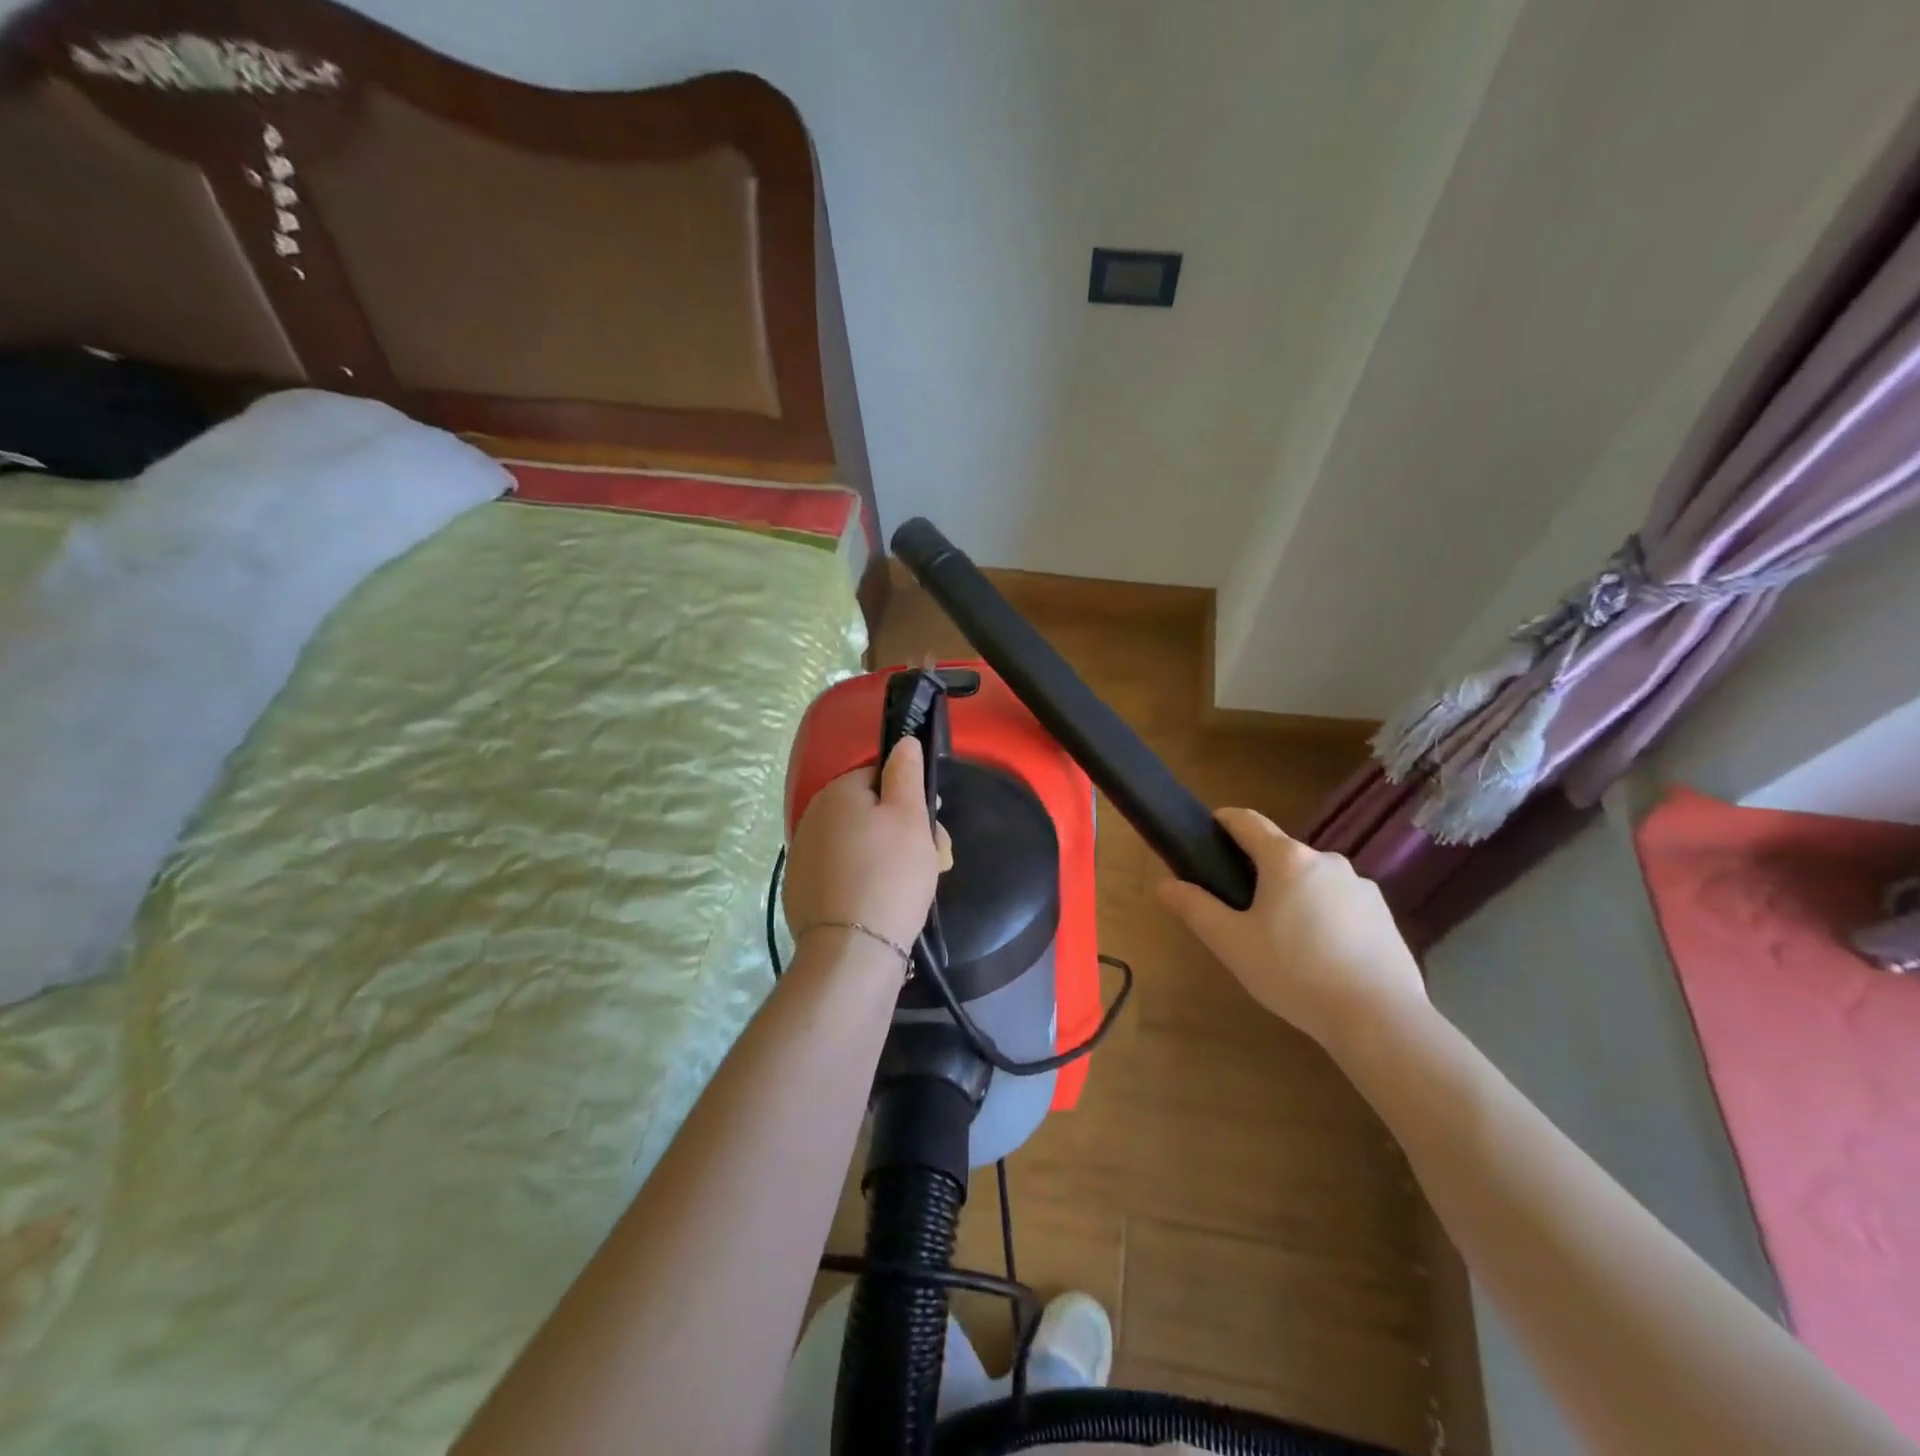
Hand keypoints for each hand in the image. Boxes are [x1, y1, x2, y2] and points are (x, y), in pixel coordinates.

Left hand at [783, 737, 944, 951]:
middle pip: (870, 812)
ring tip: (915, 887)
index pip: (880, 777)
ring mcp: (803, 856)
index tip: (932, 828)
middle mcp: (812, 816)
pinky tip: (883, 902)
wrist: (852, 950)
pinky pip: (843, 872)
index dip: (911, 799)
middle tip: (934, 861)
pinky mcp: (801, 890)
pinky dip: (864, 880)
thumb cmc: (891, 875)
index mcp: (837, 792)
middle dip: (904, 831)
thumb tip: (903, 741)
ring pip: (858, 843)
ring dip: (888, 856)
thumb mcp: (910, 817)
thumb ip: (906, 772)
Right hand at [1155, 808, 1426, 1050]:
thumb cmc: (1294, 972)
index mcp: (1286, 859)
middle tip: (1241, 910)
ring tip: (1283, 940)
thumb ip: (1195, 908)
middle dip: (1258, 872)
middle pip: (1281, 854)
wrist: (1378, 1017)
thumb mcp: (1231, 942)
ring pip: (1312, 880)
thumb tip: (1164, 884)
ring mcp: (1361, 886)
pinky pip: (1341, 903)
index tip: (1208, 833)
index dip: (1224, 821)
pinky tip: (1321, 956)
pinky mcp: (1384, 914)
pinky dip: (1325, 917)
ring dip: (1293, 896)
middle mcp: (1326, 860)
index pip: (1248, 821)